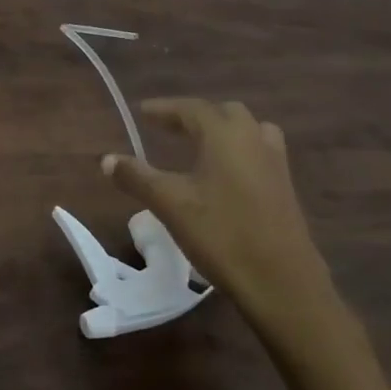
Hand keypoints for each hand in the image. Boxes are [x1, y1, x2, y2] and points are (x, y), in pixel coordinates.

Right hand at [102, 99, 329, 320]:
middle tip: (167, 128)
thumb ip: (137, 177)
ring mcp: (275, 163)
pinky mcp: (284, 187)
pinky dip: (237, 150)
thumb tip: (106, 159)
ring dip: (221, 131)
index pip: (192, 109)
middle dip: (194, 116)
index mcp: (226, 136)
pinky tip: (224, 174)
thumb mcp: (170, 205)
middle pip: (224, 114)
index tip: (143, 111)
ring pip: (248, 131)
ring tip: (199, 145)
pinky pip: (259, 152)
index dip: (165, 109)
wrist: (280, 281)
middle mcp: (254, 140)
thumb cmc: (221, 235)